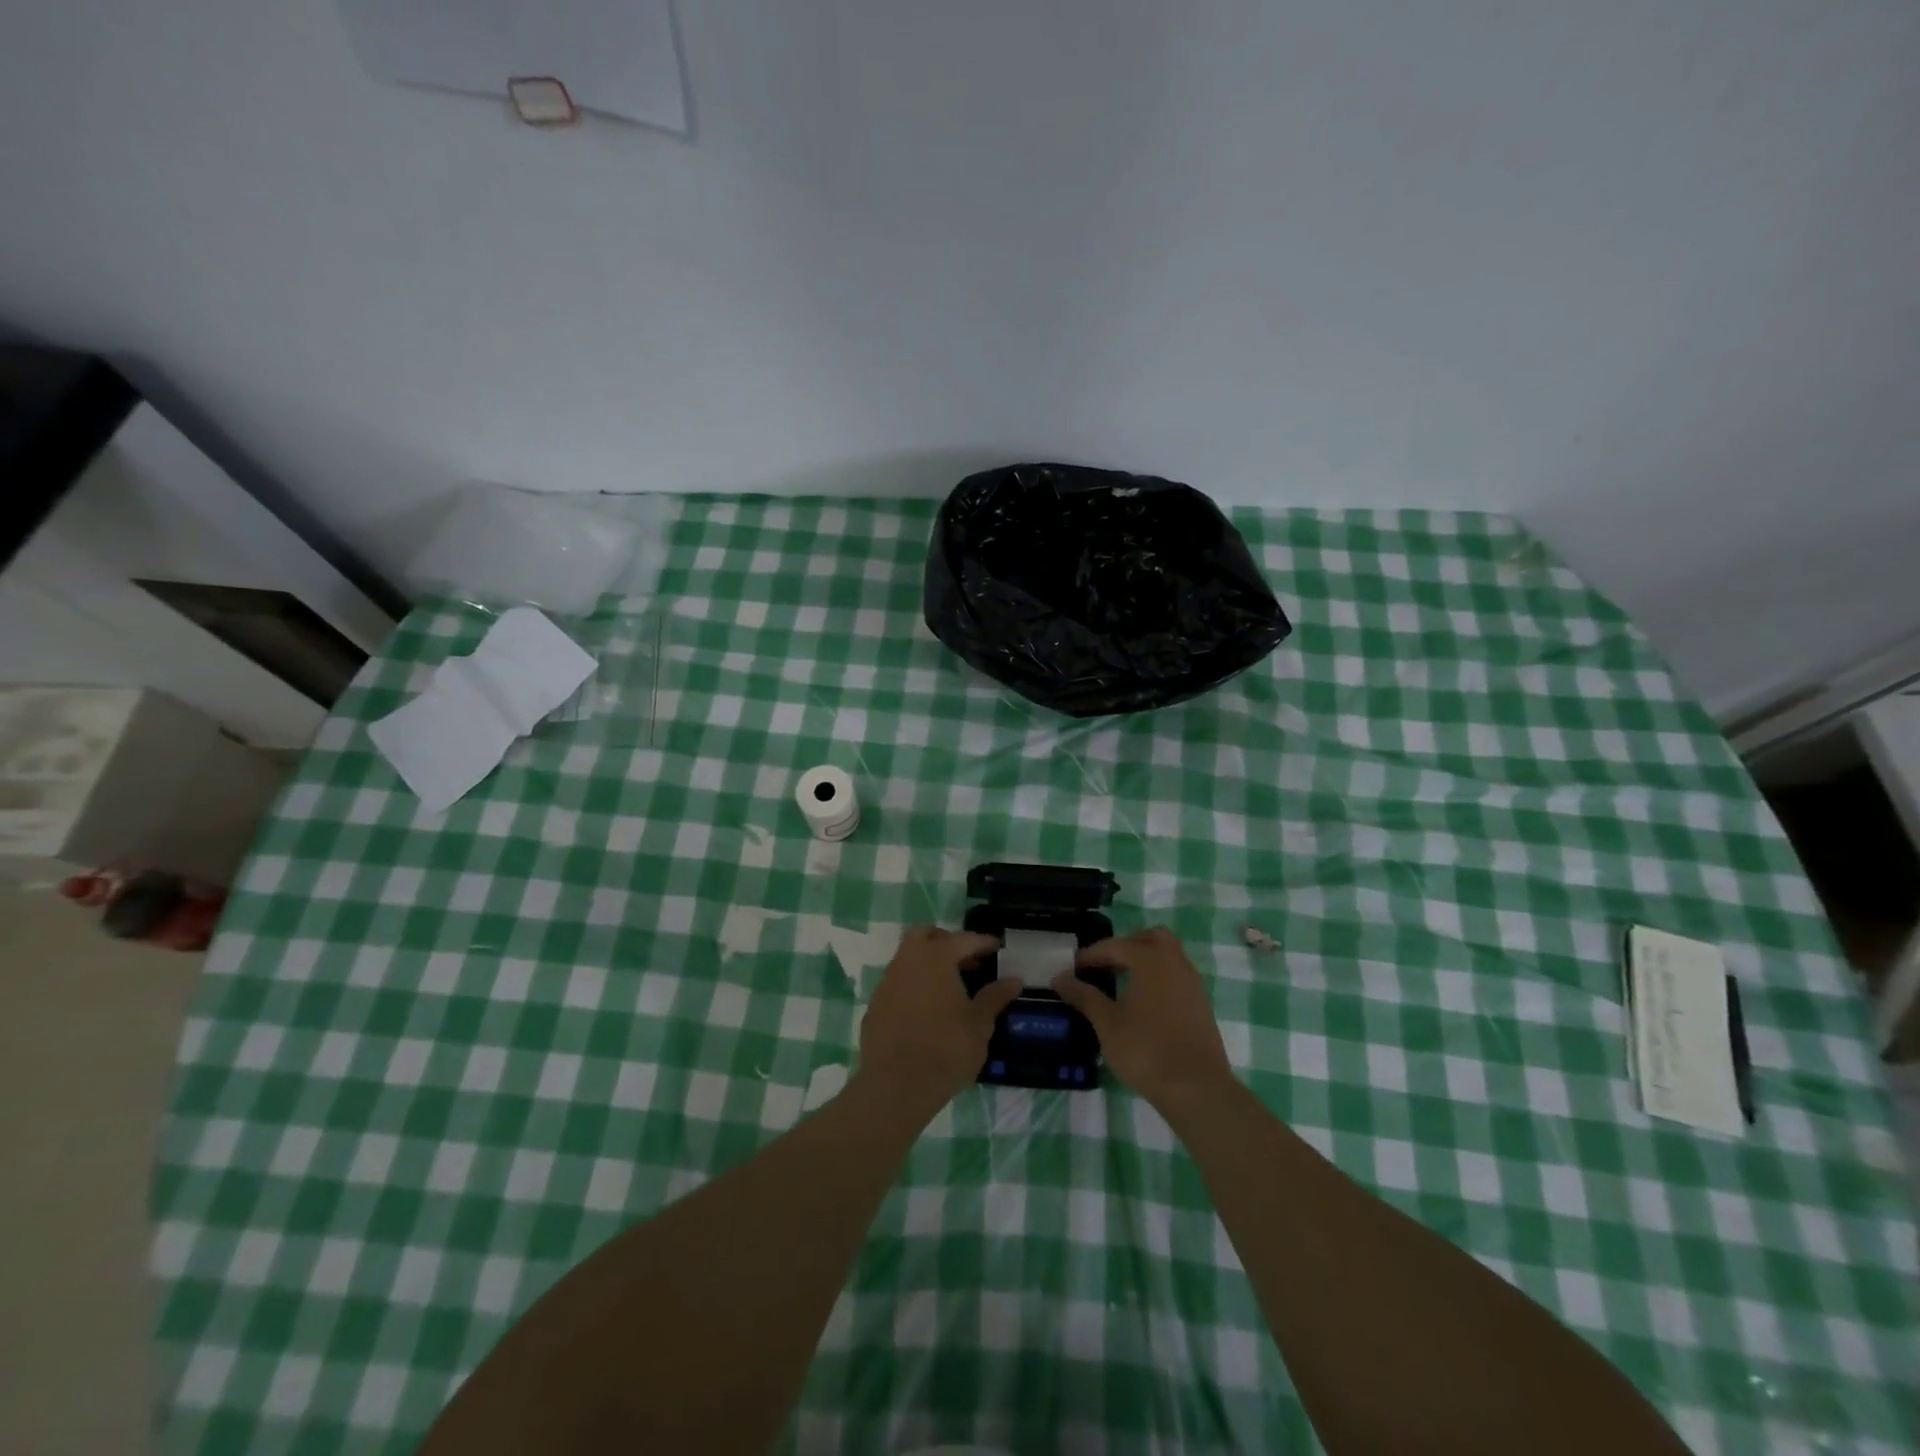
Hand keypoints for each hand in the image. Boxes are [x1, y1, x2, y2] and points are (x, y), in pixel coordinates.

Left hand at [857, 926, 1020, 1114]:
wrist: (897, 1086)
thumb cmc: (946, 1049)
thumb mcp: (980, 1024)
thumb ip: (995, 997)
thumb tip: (1014, 980)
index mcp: (935, 958)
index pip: (963, 939)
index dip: (982, 942)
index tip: (997, 948)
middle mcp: (907, 961)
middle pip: (925, 936)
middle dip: (946, 942)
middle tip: (966, 960)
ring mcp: (887, 983)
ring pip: (907, 959)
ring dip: (927, 964)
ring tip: (949, 987)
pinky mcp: (874, 1006)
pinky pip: (897, 984)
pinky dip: (913, 986)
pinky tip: (926, 1010)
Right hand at [1052, 927, 1235, 1112]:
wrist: (1197, 1089)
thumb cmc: (1146, 1051)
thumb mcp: (1107, 1023)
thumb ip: (1084, 996)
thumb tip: (1059, 978)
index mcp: (1150, 960)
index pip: (1114, 946)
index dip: (1090, 955)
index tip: (1072, 970)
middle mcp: (1175, 962)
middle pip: (1149, 938)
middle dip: (1125, 946)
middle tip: (1104, 967)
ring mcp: (1192, 982)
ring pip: (1167, 955)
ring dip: (1144, 961)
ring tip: (1121, 984)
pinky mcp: (1201, 1003)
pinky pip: (1177, 975)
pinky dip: (1159, 977)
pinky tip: (1144, 1003)